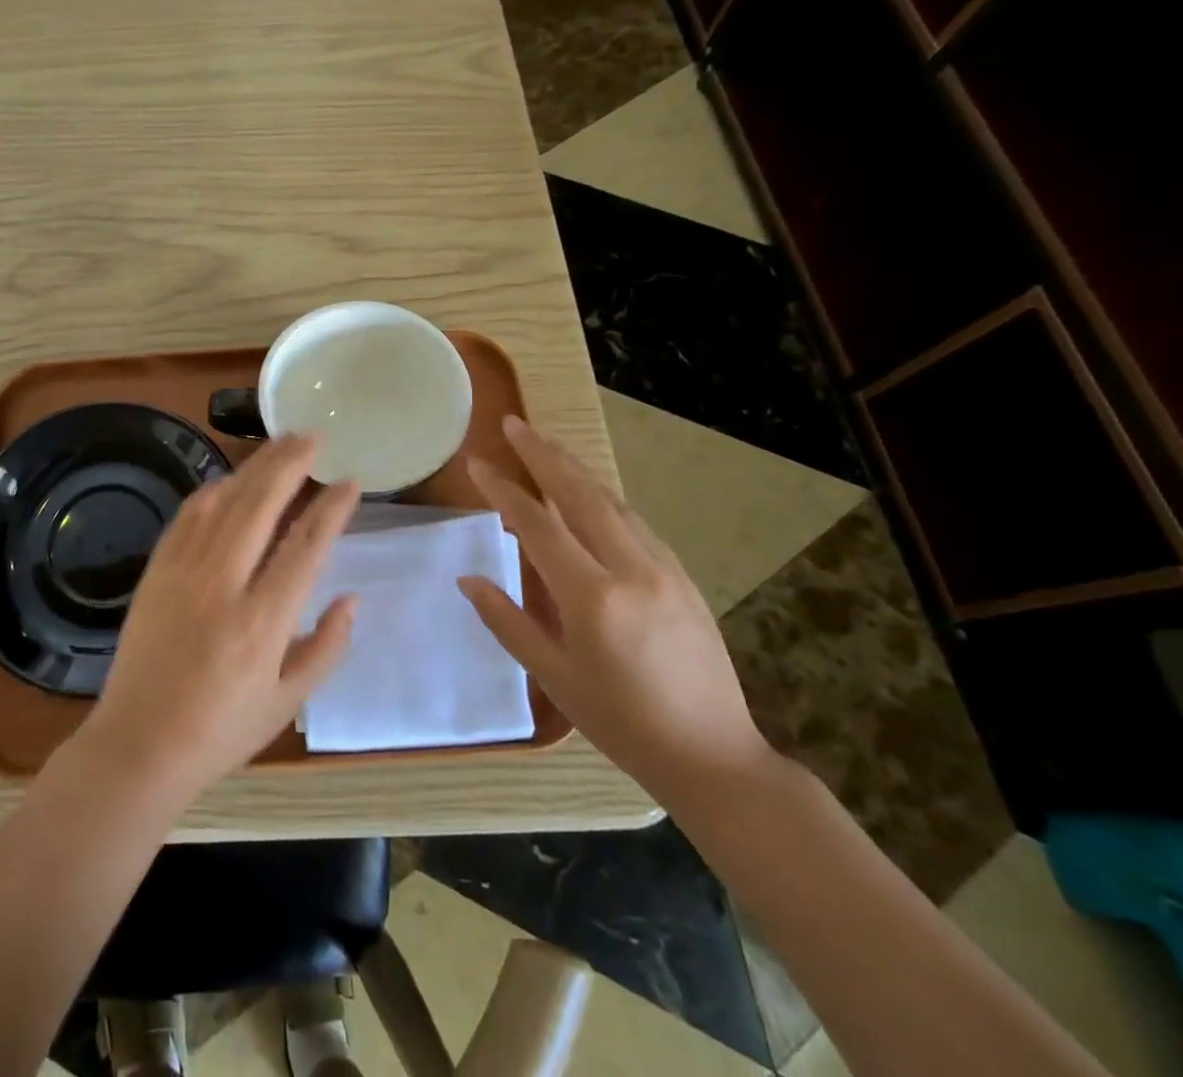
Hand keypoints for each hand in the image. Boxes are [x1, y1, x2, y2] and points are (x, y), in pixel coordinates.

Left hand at [77, 435, 360, 801]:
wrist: (139, 744)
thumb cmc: (221, 731)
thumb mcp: (287, 702)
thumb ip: (327, 648)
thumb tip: (351, 598)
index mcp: (263, 623)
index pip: (307, 547)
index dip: (332, 509)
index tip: (351, 481)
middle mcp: (224, 585)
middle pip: (261, 506)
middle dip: (290, 465)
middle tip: (313, 437)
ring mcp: (184, 573)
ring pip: (224, 502)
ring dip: (254, 467)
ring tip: (279, 444)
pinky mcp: (157, 571)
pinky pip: (187, 517)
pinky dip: (212, 491)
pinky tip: (229, 480)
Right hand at [459, 416, 772, 807]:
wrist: (713, 757)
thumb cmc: (621, 724)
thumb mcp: (554, 677)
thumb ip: (507, 621)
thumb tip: (468, 578)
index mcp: (593, 599)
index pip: (538, 526)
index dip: (504, 490)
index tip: (477, 464)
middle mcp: (631, 571)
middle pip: (580, 495)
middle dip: (543, 455)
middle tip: (513, 424)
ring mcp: (664, 569)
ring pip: (612, 501)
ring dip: (574, 469)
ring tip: (543, 445)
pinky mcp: (682, 575)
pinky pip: (634, 522)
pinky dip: (602, 496)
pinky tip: (586, 491)